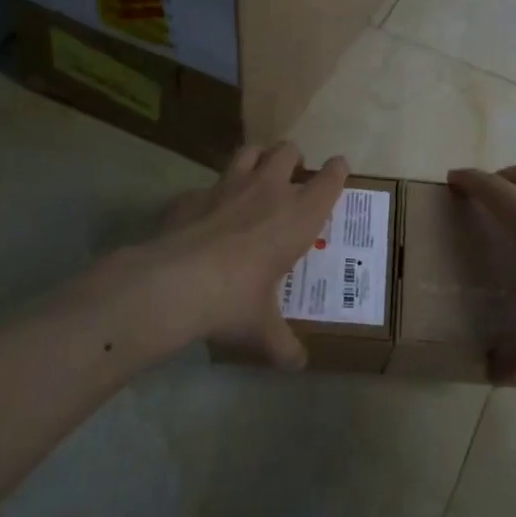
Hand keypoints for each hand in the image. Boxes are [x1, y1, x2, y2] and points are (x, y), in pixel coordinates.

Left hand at [138, 143, 348, 368]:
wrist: (176, 284)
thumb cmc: (236, 300)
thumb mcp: (263, 328)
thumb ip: (283, 344)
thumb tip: (297, 365)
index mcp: (298, 215)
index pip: (329, 179)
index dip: (337, 170)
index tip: (339, 168)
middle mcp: (268, 190)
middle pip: (288, 151)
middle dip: (294, 158)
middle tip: (293, 175)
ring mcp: (227, 187)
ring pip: (250, 151)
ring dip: (257, 157)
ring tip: (256, 173)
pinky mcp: (192, 195)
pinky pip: (206, 185)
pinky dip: (210, 195)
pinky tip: (205, 214)